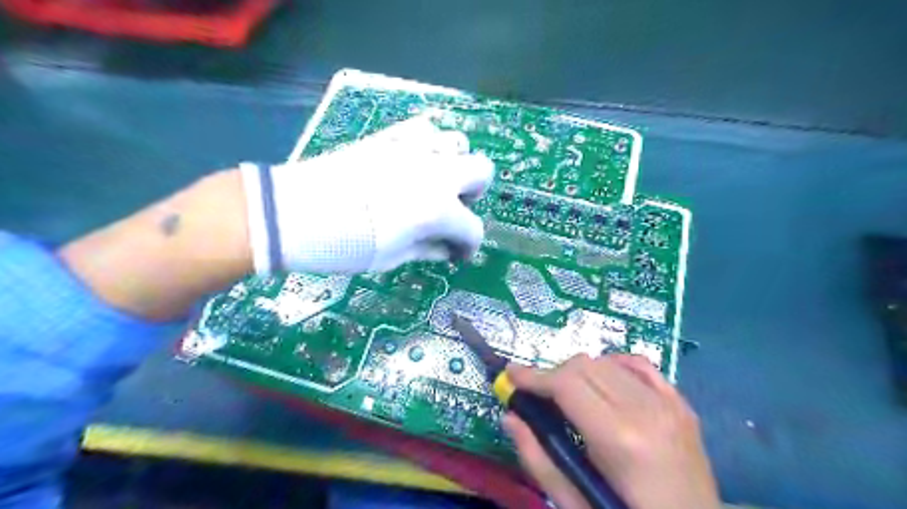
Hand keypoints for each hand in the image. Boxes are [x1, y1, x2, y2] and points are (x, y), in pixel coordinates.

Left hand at [243, 116, 495, 274]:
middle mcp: (437, 173)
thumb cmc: (346, 244)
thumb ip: (428, 249)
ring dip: (454, 164)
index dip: (468, 246)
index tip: (456, 254)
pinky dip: (429, 145)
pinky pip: (425, 128)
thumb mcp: (393, 257)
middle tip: (453, 210)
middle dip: (474, 193)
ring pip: (458, 142)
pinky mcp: (390, 136)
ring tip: (434, 183)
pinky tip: (414, 162)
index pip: (473, 229)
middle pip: (482, 171)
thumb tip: (447, 249)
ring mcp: (414, 150)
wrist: (295, 213)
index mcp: (439, 210)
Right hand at [507, 354, 718, 508]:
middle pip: (584, 366)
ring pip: (607, 362)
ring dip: (580, 373)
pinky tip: (604, 382)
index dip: (533, 376)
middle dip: (553, 375)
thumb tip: (510, 417)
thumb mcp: (576, 504)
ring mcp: (669, 404)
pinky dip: (614, 366)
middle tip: (538, 396)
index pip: (566, 384)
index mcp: (620, 439)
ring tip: (570, 396)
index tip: (511, 374)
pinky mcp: (682, 405)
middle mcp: (647, 410)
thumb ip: (539, 459)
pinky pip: (640, 365)